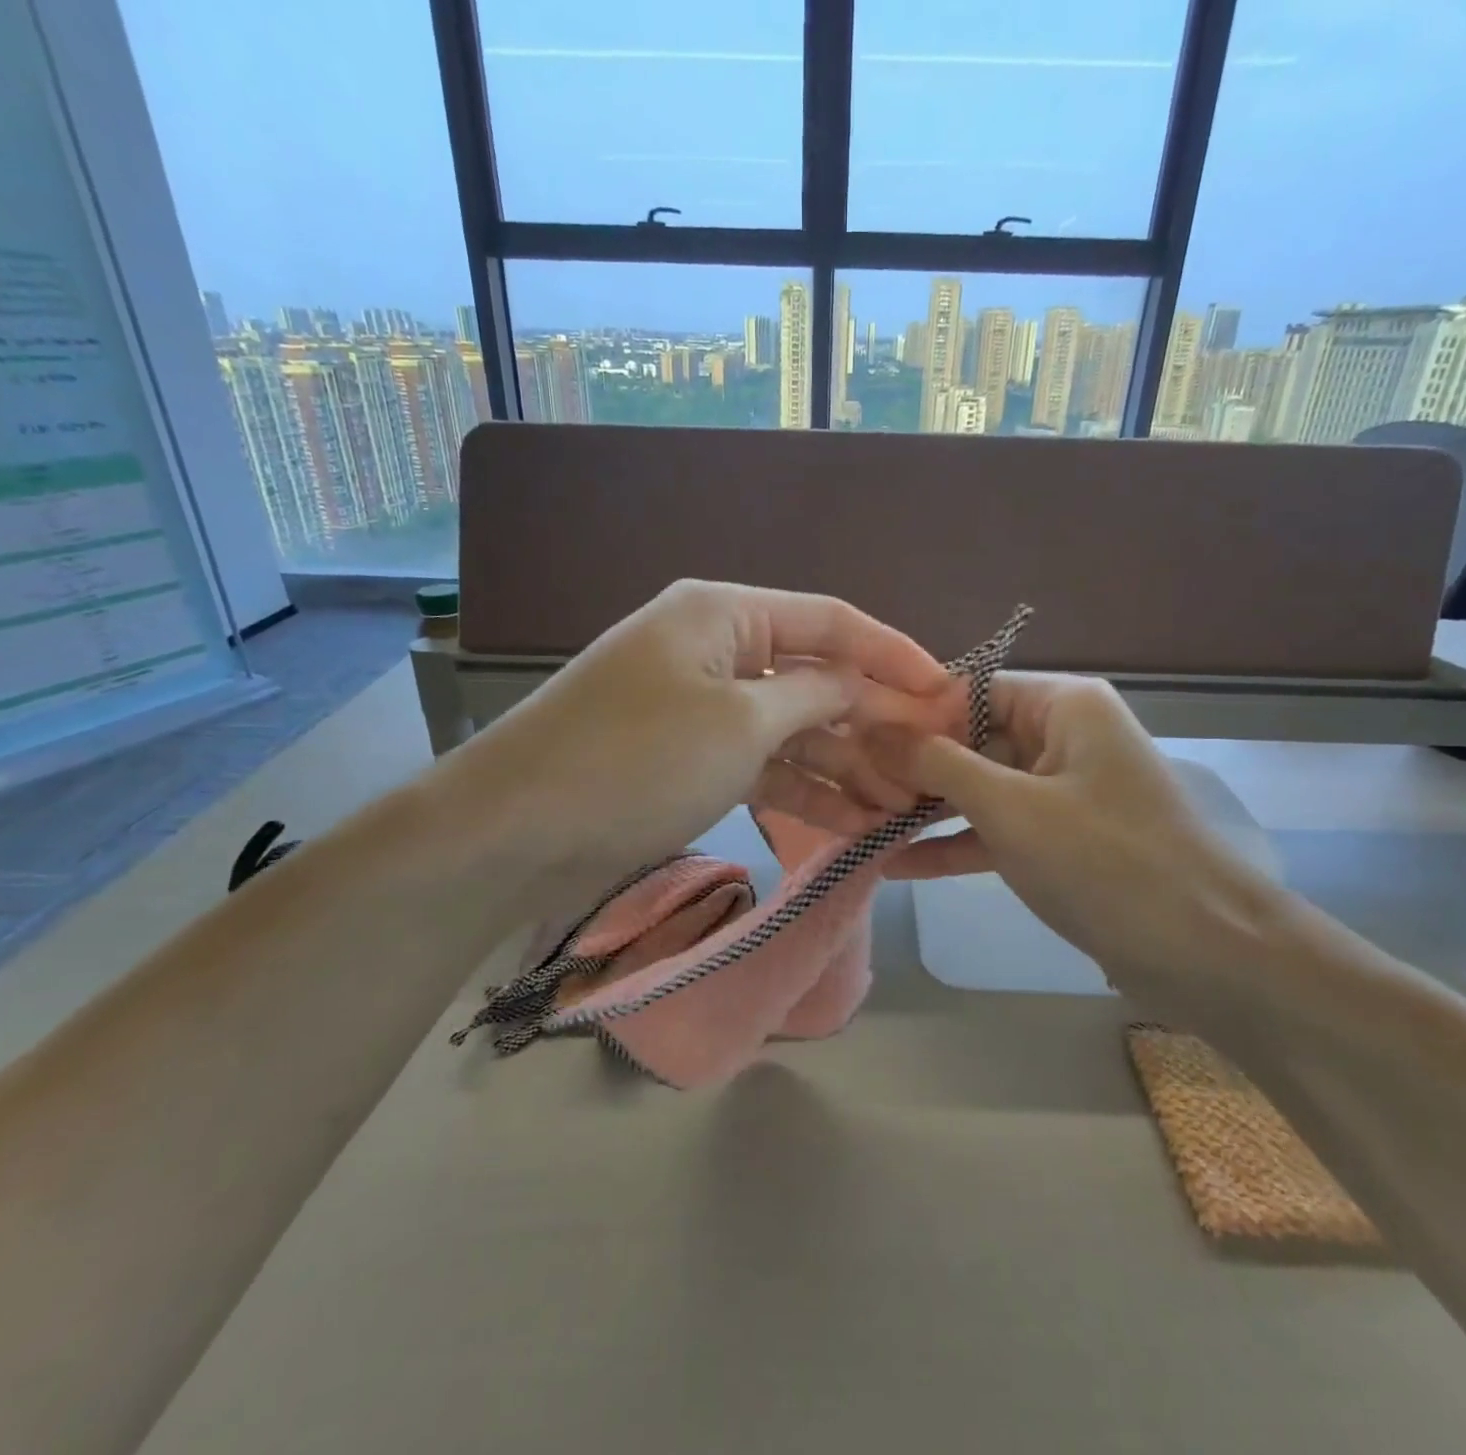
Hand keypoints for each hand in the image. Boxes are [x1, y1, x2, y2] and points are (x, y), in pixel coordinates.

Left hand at [460, 580, 951, 898]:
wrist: (515, 829)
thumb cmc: (636, 758)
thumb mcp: (740, 723)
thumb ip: (815, 697)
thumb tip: (865, 687)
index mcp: (725, 614)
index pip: (832, 621)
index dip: (895, 655)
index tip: (950, 692)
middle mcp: (716, 649)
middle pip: (815, 677)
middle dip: (874, 721)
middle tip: (933, 764)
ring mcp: (702, 707)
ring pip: (792, 728)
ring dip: (845, 764)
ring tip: (903, 805)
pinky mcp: (690, 757)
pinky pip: (763, 763)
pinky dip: (804, 790)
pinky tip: (853, 822)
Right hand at [875, 673, 1289, 1011]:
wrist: (1206, 955)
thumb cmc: (1106, 862)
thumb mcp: (1010, 807)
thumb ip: (936, 763)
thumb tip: (870, 725)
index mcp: (1063, 705)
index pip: (969, 689)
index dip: (910, 713)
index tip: (850, 738)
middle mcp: (1060, 737)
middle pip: (969, 738)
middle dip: (910, 767)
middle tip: (845, 788)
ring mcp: (1059, 792)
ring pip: (977, 788)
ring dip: (924, 809)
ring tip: (857, 824)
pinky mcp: (1057, 841)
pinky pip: (994, 830)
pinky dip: (953, 845)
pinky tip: (895, 865)